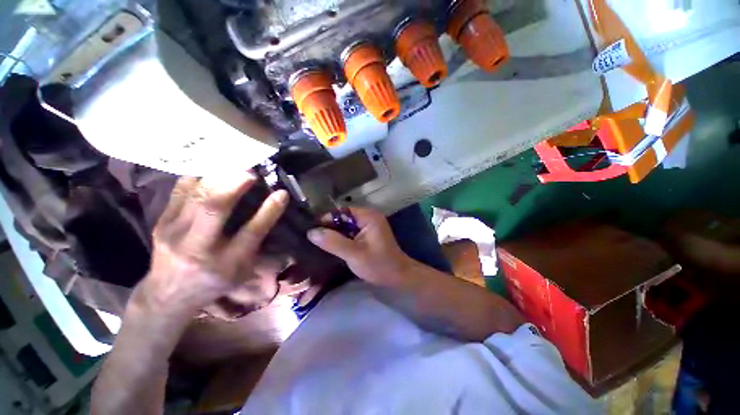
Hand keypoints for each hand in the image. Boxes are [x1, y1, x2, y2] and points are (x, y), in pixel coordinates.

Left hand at [137, 174, 288, 315]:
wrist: (168, 294)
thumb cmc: (214, 282)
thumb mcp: (243, 271)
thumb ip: (259, 245)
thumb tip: (274, 216)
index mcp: (225, 264)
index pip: (251, 233)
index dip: (268, 211)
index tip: (282, 193)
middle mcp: (197, 247)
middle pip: (214, 208)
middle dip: (235, 184)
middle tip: (251, 171)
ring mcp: (173, 232)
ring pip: (196, 195)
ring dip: (218, 176)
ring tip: (234, 165)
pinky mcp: (161, 222)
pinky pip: (180, 191)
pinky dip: (199, 177)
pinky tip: (212, 170)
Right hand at [307, 207, 412, 285]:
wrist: (398, 277)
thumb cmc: (378, 265)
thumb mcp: (354, 254)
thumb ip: (333, 242)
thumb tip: (311, 232)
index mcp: (368, 216)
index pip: (342, 211)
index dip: (327, 219)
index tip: (312, 231)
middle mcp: (369, 217)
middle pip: (344, 218)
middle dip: (330, 228)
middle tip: (313, 239)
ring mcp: (369, 226)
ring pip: (346, 226)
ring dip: (335, 234)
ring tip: (319, 243)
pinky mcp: (368, 235)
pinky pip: (351, 232)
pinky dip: (342, 238)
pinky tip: (332, 247)